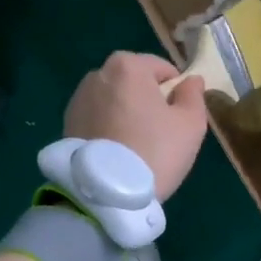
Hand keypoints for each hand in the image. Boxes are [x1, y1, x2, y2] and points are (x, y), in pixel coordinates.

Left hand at [64, 51, 209, 199]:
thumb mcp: (190, 124)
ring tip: (135, 145)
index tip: (178, 117)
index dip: (175, 90)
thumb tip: (191, 80)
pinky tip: (117, 152)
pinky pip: (97, 119)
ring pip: (113, 100)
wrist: (108, 193)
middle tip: (158, 133)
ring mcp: (78, 99)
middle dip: (147, 100)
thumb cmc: (156, 151)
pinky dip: (108, 128)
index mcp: (128, 66)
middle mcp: (98, 74)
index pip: (161, 68)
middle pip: (134, 82)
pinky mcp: (66, 124)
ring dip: (125, 113)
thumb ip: (193, 95)